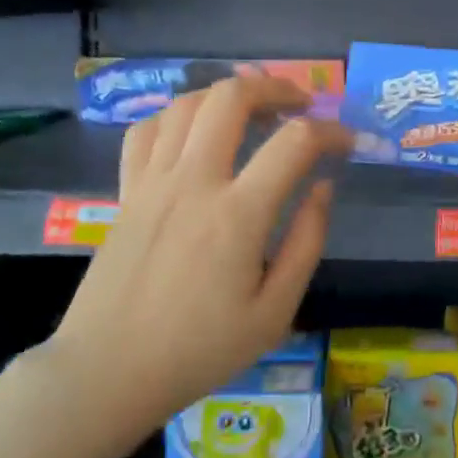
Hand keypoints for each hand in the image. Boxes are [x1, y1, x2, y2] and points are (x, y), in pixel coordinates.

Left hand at [49, 75, 351, 424]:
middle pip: (232, 97)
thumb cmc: (199, 350)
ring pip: (187, 103)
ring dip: (226, 94)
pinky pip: (147, 130)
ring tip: (252, 108)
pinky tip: (193, 131)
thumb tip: (323, 187)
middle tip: (299, 103)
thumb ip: (306, 243)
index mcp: (238, 215)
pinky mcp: (126, 190)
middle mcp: (194, 182)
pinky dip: (176, 116)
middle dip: (275, 87)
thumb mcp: (274, 312)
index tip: (349, 142)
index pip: (295, 142)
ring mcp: (153, 181)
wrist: (108, 370)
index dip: (331, 131)